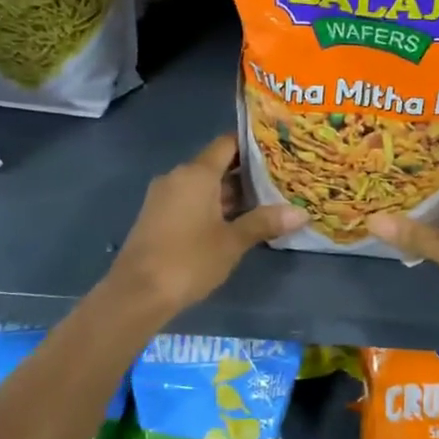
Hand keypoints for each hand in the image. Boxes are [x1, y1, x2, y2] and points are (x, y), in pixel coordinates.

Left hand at [108, 135, 304, 317]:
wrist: (137, 293)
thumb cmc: (189, 260)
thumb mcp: (232, 242)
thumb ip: (264, 223)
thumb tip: (301, 213)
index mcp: (196, 174)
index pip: (227, 144)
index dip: (251, 145)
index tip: (277, 150)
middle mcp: (177, 177)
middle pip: (215, 165)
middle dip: (245, 175)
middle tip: (279, 182)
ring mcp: (163, 197)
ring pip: (202, 186)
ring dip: (229, 194)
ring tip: (263, 204)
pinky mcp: (156, 216)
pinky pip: (189, 201)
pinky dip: (211, 207)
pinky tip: (232, 223)